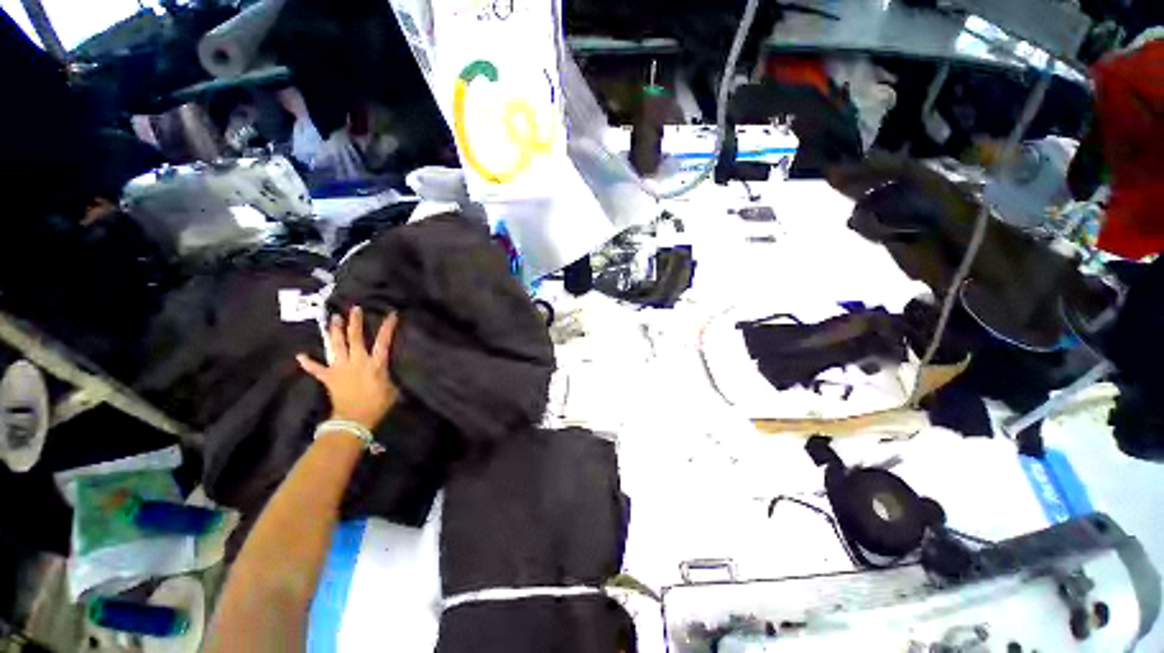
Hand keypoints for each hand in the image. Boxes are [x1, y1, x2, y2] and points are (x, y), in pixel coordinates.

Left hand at [297, 306, 399, 429]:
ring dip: (335, 332)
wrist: (354, 419)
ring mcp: (341, 368)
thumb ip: (387, 376)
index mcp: (376, 364)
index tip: (391, 314)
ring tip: (333, 319)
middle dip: (355, 322)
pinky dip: (308, 363)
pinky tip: (300, 355)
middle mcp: (357, 361)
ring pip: (336, 346)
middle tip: (354, 309)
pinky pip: (316, 369)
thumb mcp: (391, 388)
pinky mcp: (329, 378)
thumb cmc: (378, 404)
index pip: (383, 341)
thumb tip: (385, 372)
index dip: (387, 327)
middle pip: (355, 338)